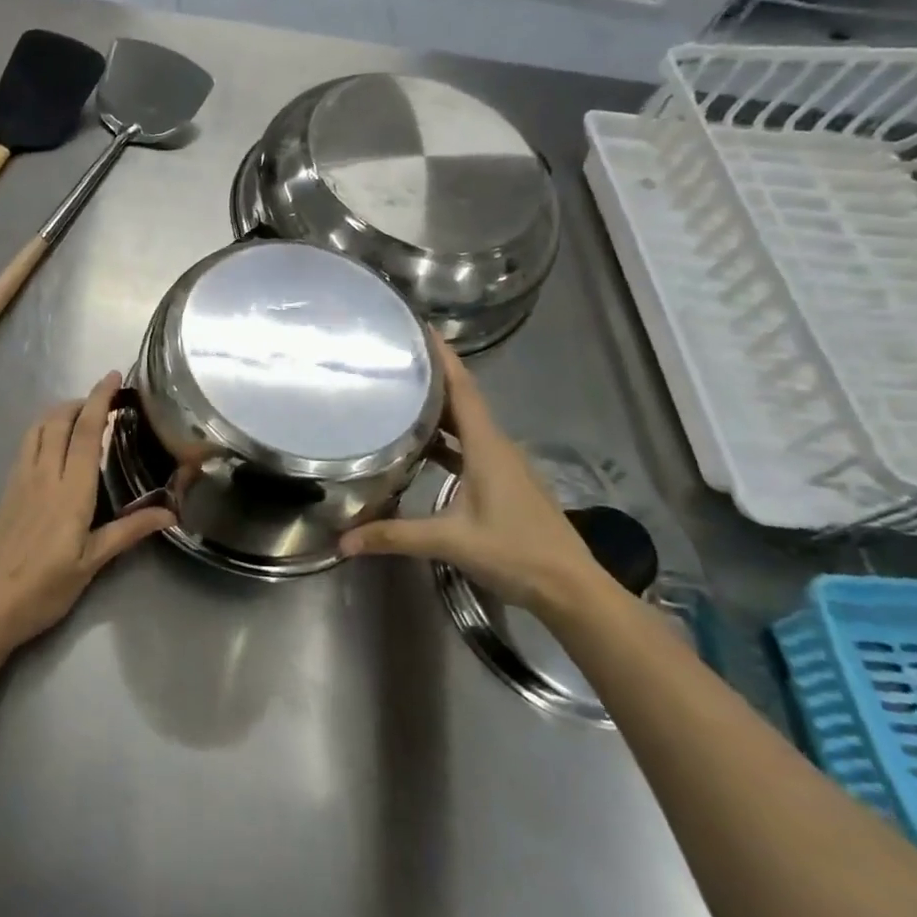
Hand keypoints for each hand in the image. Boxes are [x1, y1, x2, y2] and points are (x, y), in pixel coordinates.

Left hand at [0, 372, 173, 654]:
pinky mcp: (6, 490)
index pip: (86, 431)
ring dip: (59, 412)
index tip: (114, 377)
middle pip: (59, 420)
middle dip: (81, 400)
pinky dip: (43, 429)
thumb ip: (129, 531)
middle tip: (104, 399)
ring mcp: (20, 480)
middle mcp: (44, 474)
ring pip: (38, 428)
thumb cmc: (44, 588)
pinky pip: (26, 445)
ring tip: (80, 415)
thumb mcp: (92, 563)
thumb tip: (170, 513)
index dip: (100, 399)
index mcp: (71, 490)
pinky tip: (53, 444)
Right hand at [339, 334, 608, 615]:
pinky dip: (448, 439)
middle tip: (395, 358)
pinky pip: (472, 446)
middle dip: (433, 376)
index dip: (442, 357)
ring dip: (439, 408)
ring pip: (468, 424)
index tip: (419, 328)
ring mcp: (505, 465)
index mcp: (487, 447)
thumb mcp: (450, 541)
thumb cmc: (514, 552)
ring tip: (402, 395)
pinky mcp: (506, 483)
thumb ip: (395, 536)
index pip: (463, 389)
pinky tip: (425, 448)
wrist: (572, 588)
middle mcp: (497, 446)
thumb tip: (343, 541)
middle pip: (463, 400)